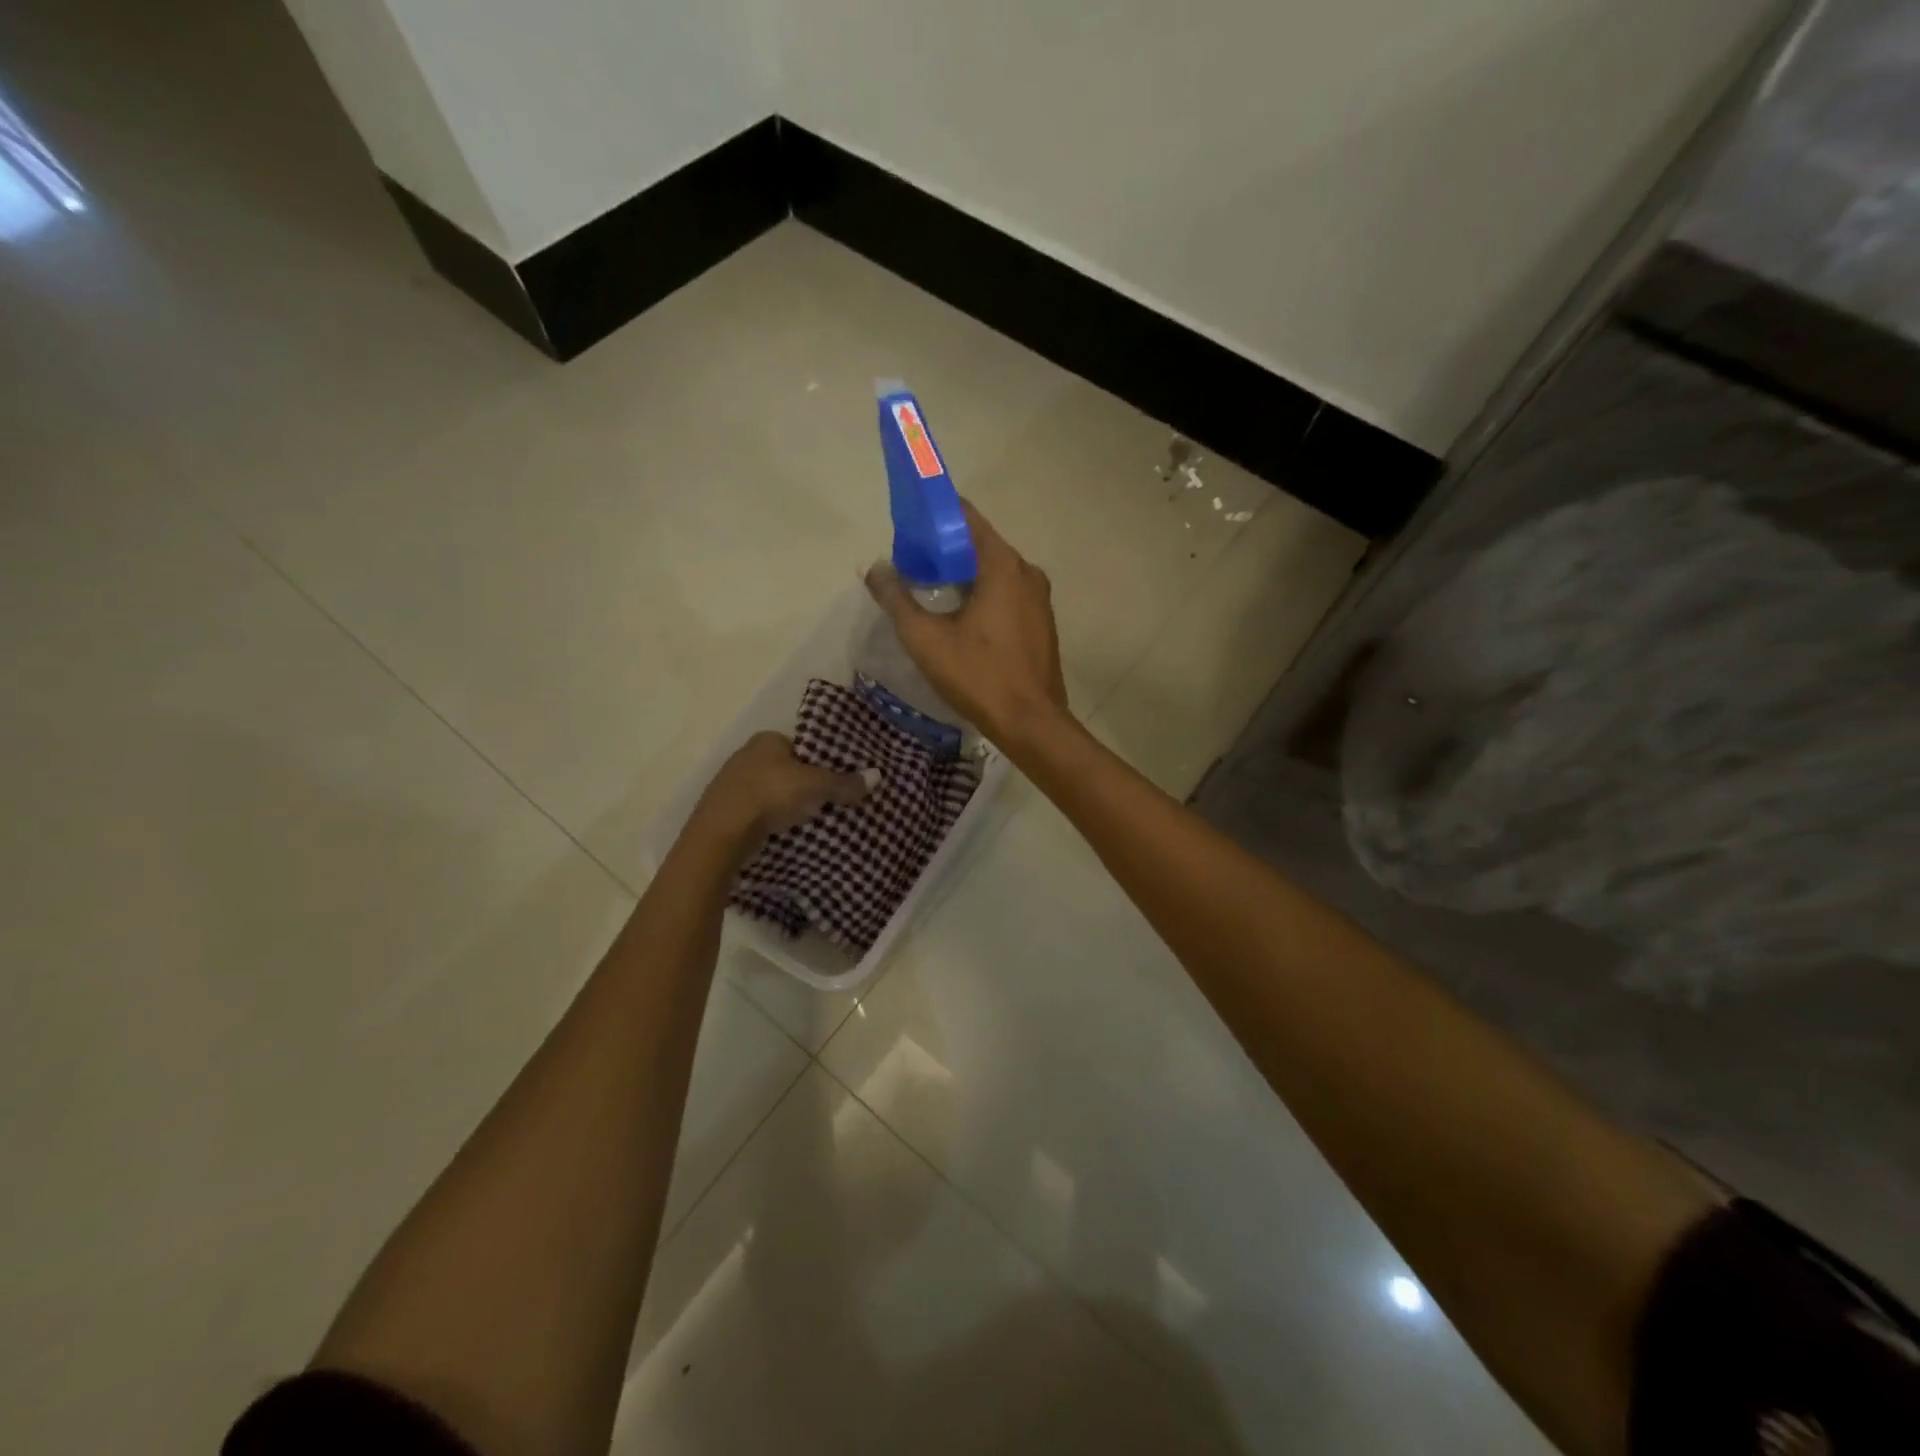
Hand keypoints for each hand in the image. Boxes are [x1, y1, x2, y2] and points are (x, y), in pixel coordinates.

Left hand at [689, 732, 877, 852]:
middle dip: (806, 783)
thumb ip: (844, 782)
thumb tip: (878, 776)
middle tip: (830, 801)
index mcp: (766, 739)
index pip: (802, 745)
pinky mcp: (726, 810)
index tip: (839, 779)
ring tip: (812, 818)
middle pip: (787, 768)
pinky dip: (772, 818)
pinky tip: (785, 830)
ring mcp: (732, 783)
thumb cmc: (770, 795)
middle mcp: (746, 754)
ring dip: (788, 803)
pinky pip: (758, 810)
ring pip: (772, 790)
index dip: (822, 761)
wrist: (721, 834)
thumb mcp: (815, 786)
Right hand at [865, 501, 1071, 748]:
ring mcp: (1039, 599)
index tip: (908, 524)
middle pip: (981, 545)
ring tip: (929, 587)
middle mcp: (1027, 572)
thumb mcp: (925, 638)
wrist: (1031, 723)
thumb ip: (896, 599)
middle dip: (945, 548)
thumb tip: (874, 569)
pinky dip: (984, 593)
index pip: (967, 518)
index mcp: (1003, 565)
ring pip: (995, 572)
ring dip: (964, 574)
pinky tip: (960, 615)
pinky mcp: (1042, 623)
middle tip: (911, 561)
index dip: (936, 516)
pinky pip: (1008, 594)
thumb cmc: (978, 676)